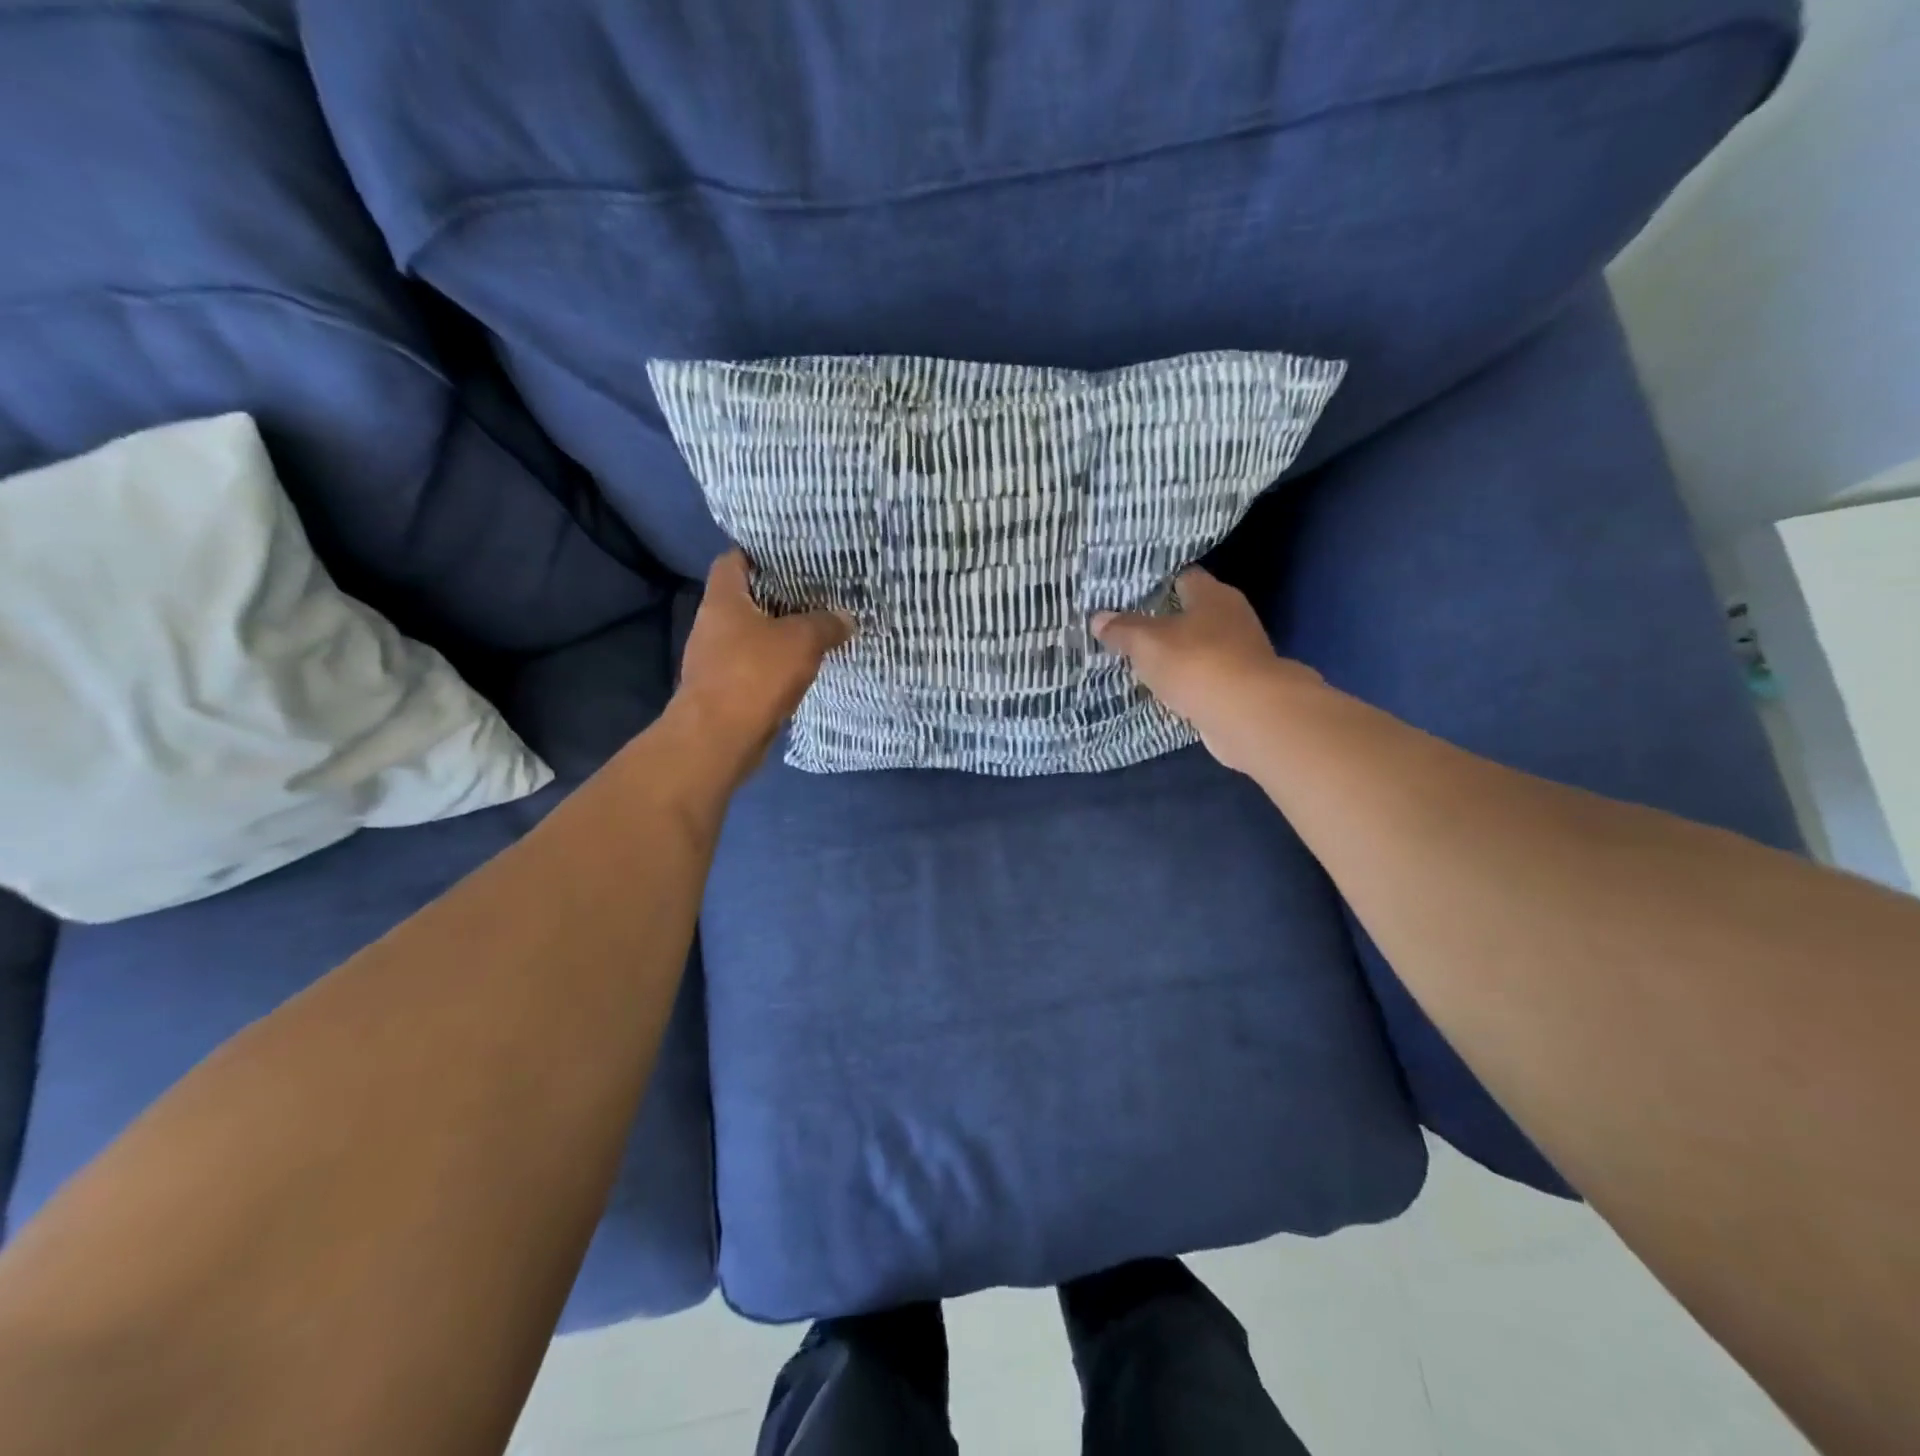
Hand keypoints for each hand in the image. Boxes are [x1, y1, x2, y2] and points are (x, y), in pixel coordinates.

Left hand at [672, 551, 853, 780]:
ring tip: (818, 627)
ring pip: (753, 635)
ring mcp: (717, 658)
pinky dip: (777, 664)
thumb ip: (825, 624)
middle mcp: (713, 624)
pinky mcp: (726, 689)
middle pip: (747, 598)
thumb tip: (845, 617)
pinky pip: (756, 666)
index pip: (734, 560)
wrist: (719, 738)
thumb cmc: (754, 675)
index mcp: (724, 600)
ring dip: (780, 633)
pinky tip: (804, 666)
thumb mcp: (801, 641)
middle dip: (780, 596)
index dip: (760, 553)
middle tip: (818, 592)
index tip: (792, 555)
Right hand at [1094, 568, 1325, 775]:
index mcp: (1213, 595)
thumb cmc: (1197, 663)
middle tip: (1123, 631)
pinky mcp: (1239, 689)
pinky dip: (1184, 685)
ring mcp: (1239, 655)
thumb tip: (1098, 618)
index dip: (1155, 584)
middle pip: (1190, 614)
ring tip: (1136, 663)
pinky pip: (1203, 680)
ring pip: (1197, 650)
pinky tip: (1161, 693)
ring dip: (1173, 658)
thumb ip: (1123, 629)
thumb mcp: (1147, 642)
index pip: (1183, 577)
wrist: (1248, 716)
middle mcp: (1232, 618)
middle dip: (1161, 623)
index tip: (1125, 596)